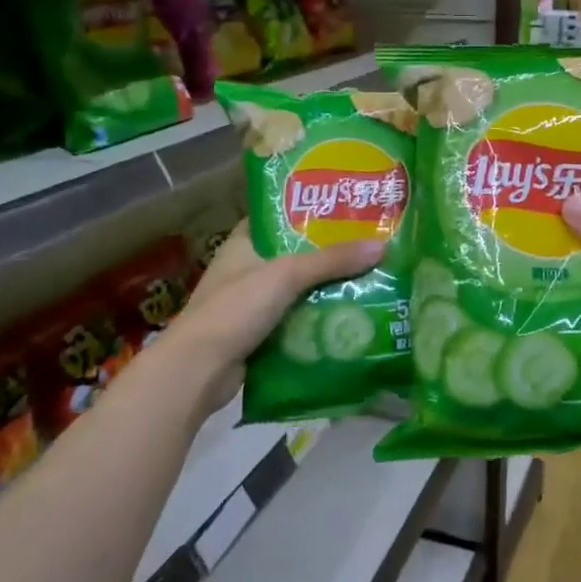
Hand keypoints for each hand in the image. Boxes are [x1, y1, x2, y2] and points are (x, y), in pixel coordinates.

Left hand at [159, 224, 384, 418]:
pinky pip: (295, 319)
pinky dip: (317, 318)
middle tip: (369, 246)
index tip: (346, 209)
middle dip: (328, 254)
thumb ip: (332, 261)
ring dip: (326, 289)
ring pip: (297, 289)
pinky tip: (349, 316)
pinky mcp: (258, 334)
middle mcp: (246, 269)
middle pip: (294, 254)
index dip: (309, 211)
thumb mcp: (286, 275)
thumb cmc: (235, 309)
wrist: (198, 371)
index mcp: (243, 243)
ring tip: (370, 279)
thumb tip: (382, 246)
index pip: (278, 216)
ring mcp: (250, 304)